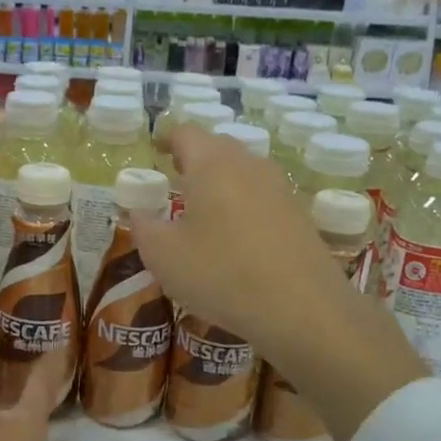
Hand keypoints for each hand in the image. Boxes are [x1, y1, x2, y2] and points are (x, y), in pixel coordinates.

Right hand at [131, 123, 426, 440]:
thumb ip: (144, 226)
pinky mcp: (298, 213)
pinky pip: (261, 195)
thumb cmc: (220, 273)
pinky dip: (242, 203)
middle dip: (193, 157)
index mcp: (211, 163)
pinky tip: (234, 235)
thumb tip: (139, 211)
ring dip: (220, 180)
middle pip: (217, 147)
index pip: (185, 132)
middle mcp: (248, 164)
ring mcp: (279, 187)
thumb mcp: (163, 255)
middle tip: (175, 176)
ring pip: (242, 170)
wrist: (300, 307)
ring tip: (202, 206)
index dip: (166, 137)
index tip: (155, 149)